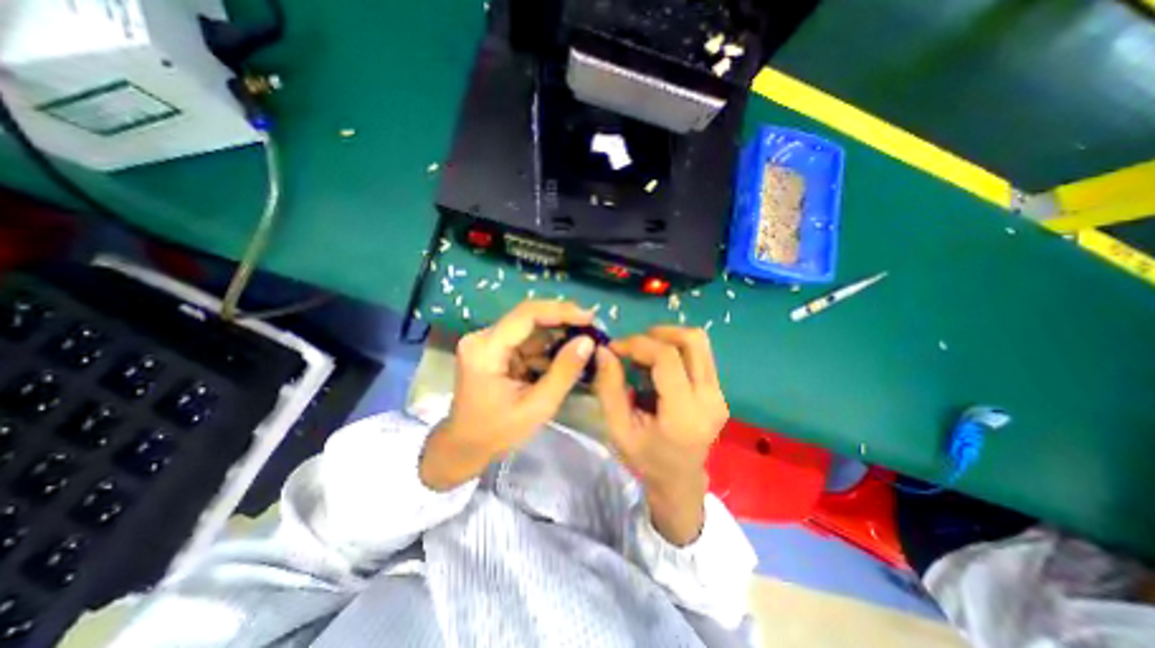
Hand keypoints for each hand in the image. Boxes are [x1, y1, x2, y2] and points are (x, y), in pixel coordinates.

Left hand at [420, 300, 593, 488]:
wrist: (465, 447)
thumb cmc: (497, 433)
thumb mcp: (537, 407)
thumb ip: (564, 372)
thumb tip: (588, 341)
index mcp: (486, 350)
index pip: (526, 315)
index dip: (561, 311)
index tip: (590, 317)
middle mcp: (483, 338)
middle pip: (529, 318)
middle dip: (563, 323)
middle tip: (593, 329)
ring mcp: (488, 342)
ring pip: (531, 329)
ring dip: (558, 336)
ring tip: (585, 343)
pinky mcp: (495, 349)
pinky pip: (527, 341)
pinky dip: (548, 349)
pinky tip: (567, 356)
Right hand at [596, 327, 728, 543]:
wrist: (680, 482)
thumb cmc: (646, 459)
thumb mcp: (618, 429)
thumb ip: (609, 388)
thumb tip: (603, 350)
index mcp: (684, 413)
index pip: (667, 357)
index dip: (637, 344)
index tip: (614, 347)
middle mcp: (710, 398)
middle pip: (692, 340)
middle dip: (658, 333)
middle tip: (633, 345)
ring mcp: (719, 393)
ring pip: (699, 342)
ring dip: (668, 338)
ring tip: (644, 353)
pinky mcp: (718, 391)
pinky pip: (700, 354)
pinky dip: (676, 349)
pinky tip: (658, 365)